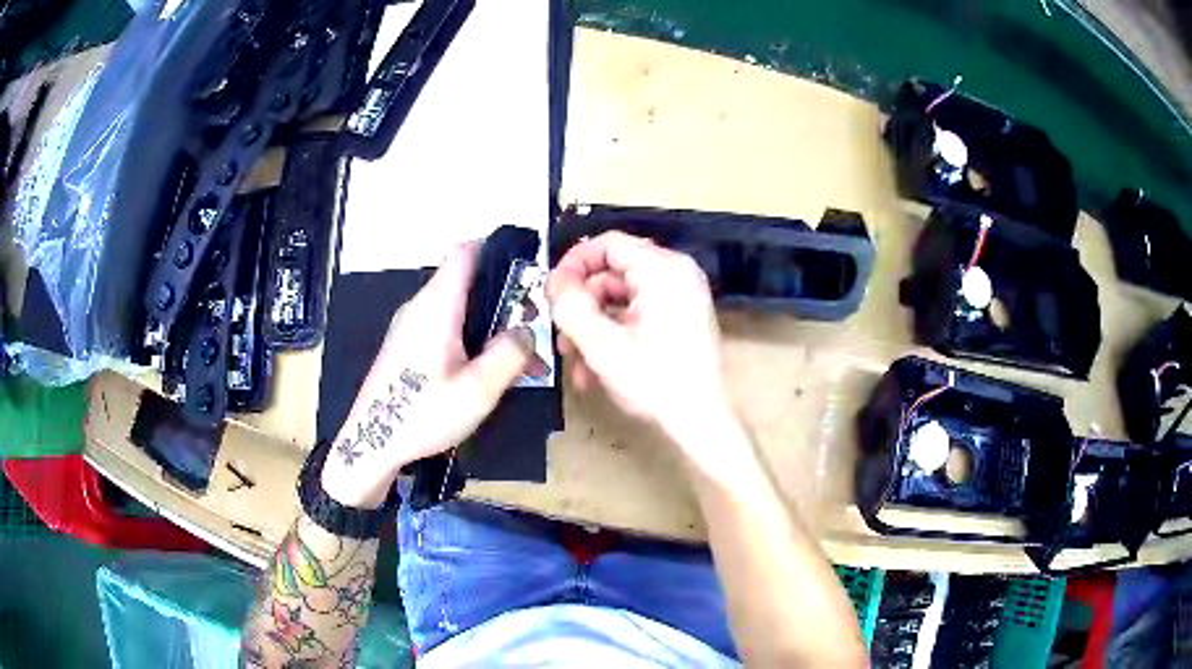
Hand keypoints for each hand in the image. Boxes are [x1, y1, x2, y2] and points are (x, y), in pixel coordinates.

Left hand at [321, 243, 533, 508]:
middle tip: (530, 327)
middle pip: (465, 280)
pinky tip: (484, 371)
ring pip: (457, 307)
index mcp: (437, 306)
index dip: (498, 252)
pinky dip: (469, 337)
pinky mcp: (405, 346)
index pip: (466, 251)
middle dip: (503, 297)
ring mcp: (409, 326)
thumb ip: (510, 354)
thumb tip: (526, 331)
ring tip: (515, 357)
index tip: (527, 275)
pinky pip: (443, 327)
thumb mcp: (479, 390)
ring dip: (488, 323)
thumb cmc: (423, 414)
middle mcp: (420, 306)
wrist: (371, 444)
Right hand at [548, 232, 740, 469]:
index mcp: (663, 270)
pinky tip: (596, 368)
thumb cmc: (655, 382)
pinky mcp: (682, 318)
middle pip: (613, 274)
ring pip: (621, 298)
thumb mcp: (601, 344)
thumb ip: (570, 305)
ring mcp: (682, 297)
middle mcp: (676, 274)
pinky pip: (638, 314)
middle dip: (582, 307)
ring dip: (593, 327)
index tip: (551, 293)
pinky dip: (615, 334)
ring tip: (577, 363)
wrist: (701, 423)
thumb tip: (554, 281)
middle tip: (561, 337)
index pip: (608, 244)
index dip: (574, 264)